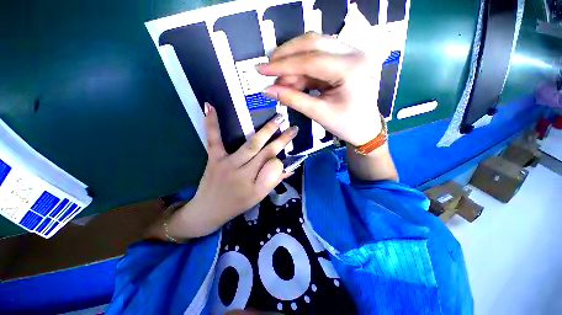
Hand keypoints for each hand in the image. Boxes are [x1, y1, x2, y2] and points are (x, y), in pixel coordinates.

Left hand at [166, 103, 297, 239]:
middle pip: (265, 153)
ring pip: (249, 144)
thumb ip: (273, 181)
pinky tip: (211, 106)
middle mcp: (242, 173)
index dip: (281, 155)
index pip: (273, 166)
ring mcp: (226, 163)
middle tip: (292, 127)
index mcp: (254, 185)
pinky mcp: (213, 158)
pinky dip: (212, 123)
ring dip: (265, 131)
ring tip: (277, 118)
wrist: (207, 211)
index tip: (290, 144)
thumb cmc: (236, 205)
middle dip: (280, 139)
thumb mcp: (258, 197)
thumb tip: (289, 168)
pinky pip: (214, 140)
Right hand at [257, 32, 381, 146]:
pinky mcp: (343, 60)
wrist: (365, 129)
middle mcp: (353, 53)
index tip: (261, 69)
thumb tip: (267, 90)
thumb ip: (293, 99)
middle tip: (268, 69)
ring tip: (280, 83)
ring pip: (313, 49)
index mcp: (351, 68)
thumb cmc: (346, 124)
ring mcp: (349, 54)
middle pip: (312, 43)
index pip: (310, 60)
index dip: (282, 65)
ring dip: (293, 64)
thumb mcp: (319, 113)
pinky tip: (292, 82)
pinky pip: (317, 59)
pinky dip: (301, 70)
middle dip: (286, 56)